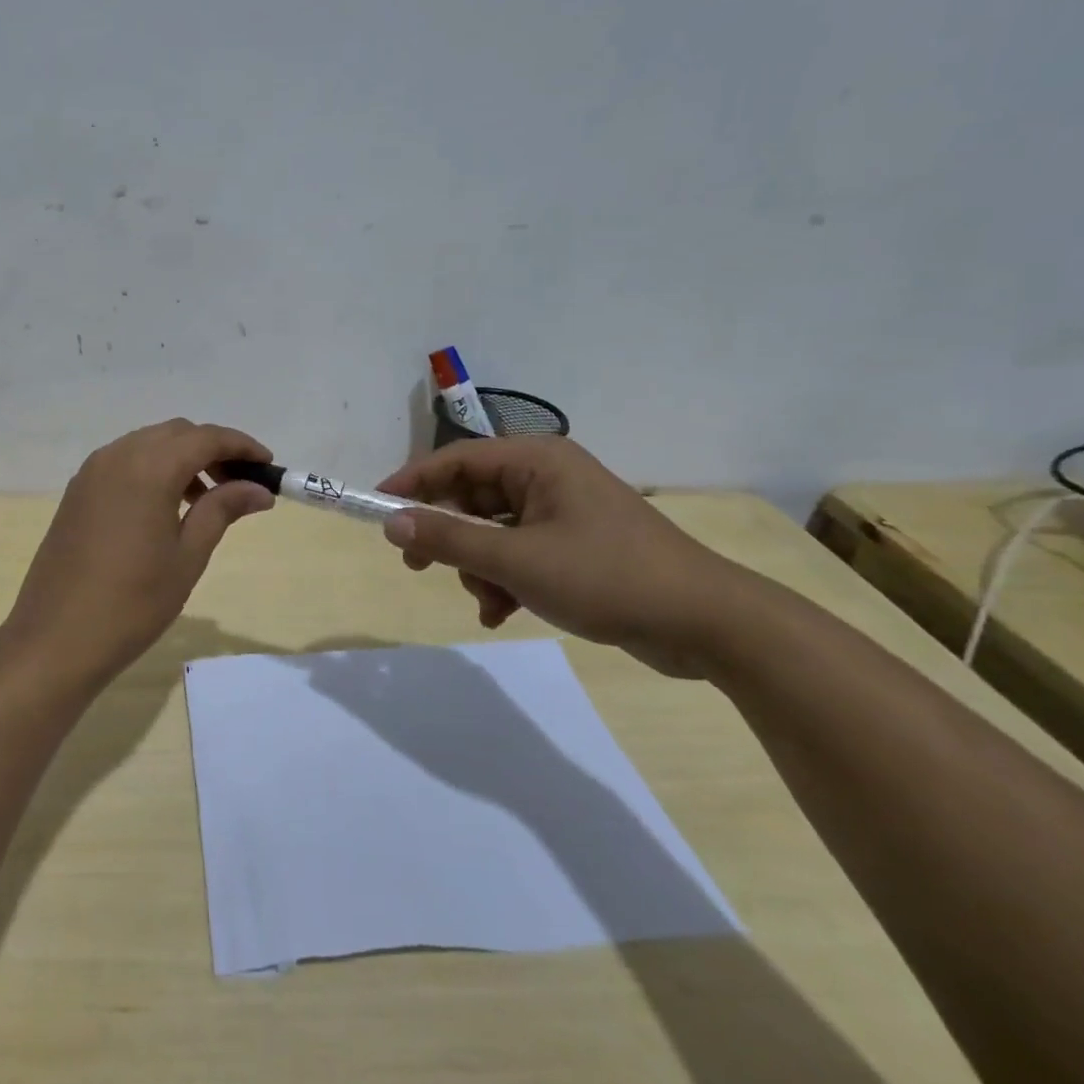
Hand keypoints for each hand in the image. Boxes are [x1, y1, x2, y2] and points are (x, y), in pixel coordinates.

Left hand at [2, 420, 275, 683]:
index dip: (241, 446)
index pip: (206, 438)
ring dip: (181, 458)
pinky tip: (166, 506)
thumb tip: (259, 489)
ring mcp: (91, 472)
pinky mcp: (77, 491)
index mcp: (149, 468)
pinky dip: (153, 469)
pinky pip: (124, 462)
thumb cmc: (133, 602)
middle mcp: (118, 456)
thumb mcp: (187, 556)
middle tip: (240, 483)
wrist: (56, 638)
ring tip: (206, 499)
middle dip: (212, 449)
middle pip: (176, 434)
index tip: (268, 465)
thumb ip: (222, 510)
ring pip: (148, 444)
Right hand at [376, 437, 741, 672]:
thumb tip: (390, 522)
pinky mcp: (575, 545)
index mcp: (536, 461)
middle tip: (417, 566)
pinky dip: (503, 579)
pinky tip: (502, 612)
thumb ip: (448, 540)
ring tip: (488, 603)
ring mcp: (563, 511)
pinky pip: (518, 552)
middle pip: (471, 497)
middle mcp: (547, 477)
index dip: (411, 483)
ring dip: (478, 568)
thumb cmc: (606, 576)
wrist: (707, 623)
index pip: (455, 460)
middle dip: (448, 537)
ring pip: (491, 531)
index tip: (376, 509)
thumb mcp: (515, 561)